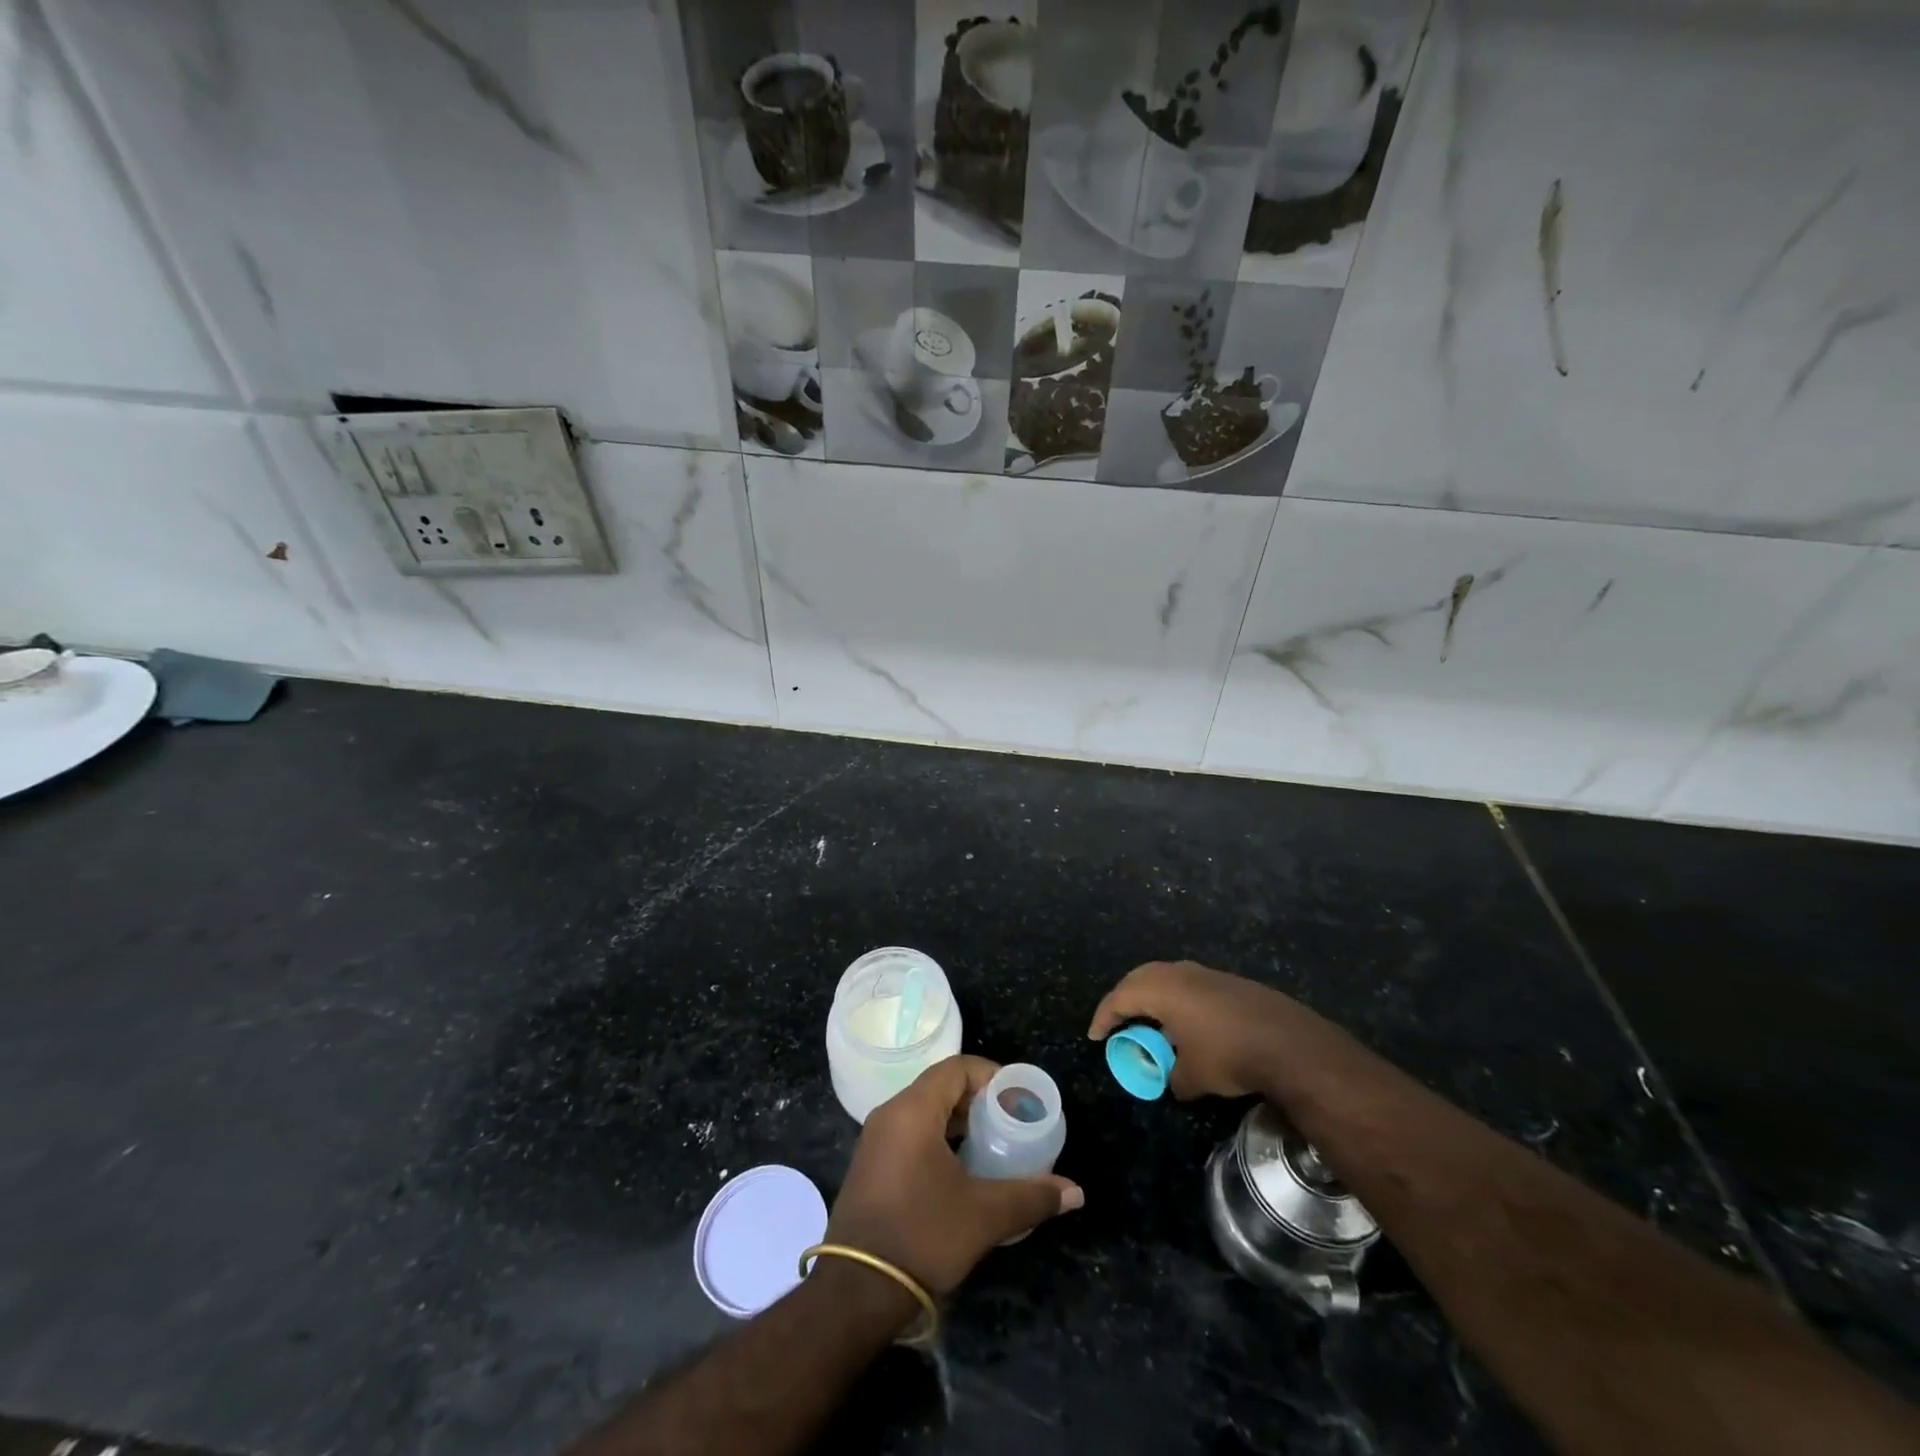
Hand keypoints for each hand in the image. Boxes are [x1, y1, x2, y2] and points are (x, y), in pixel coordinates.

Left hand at [825, 1055, 1082, 1295]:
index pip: (956, 1068)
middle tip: (1011, 1123)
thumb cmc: (923, 1235)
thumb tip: (1075, 1191)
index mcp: (913, 1110)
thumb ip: (1031, 1196)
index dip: (991, 1075)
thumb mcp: (984, 1215)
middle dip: (979, 1100)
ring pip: (925, 1112)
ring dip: (959, 1122)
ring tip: (993, 1145)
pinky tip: (962, 1170)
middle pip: (940, 1087)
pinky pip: (910, 1134)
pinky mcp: (871, 1166)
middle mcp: (890, 1114)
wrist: (857, 1292)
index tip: (1018, 1098)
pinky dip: (939, 1139)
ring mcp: (876, 1141)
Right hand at [1088, 960, 1298, 1099]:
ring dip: (1154, 997)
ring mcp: (1207, 974)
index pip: (1120, 997)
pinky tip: (1189, 1023)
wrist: (1290, 1044)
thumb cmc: (1228, 1055)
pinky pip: (1191, 985)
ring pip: (1168, 977)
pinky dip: (1180, 1000)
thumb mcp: (1193, 1076)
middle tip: (1118, 1020)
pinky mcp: (1230, 982)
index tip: (1096, 1035)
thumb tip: (1173, 1080)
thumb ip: (1173, 1076)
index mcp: (1161, 989)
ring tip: (1151, 1020)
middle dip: (1125, 998)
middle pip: (1140, 978)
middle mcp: (1180, 973)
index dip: (1104, 1016)